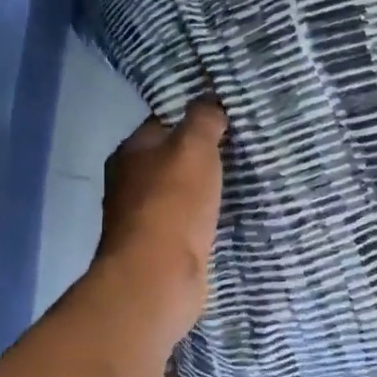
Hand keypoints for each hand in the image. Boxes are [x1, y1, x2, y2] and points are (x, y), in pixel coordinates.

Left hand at [93, 101, 228, 342]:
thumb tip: (211, 99)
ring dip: (208, 187)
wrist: (158, 276)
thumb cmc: (173, 204)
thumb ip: (203, 119)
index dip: (196, 116)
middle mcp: (130, 182)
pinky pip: (189, 220)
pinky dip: (207, 216)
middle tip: (244, 145)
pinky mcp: (161, 247)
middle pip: (173, 158)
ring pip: (182, 191)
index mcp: (130, 152)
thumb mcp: (193, 147)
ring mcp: (144, 217)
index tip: (229, 115)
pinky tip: (232, 213)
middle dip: (205, 153)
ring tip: (246, 177)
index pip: (165, 121)